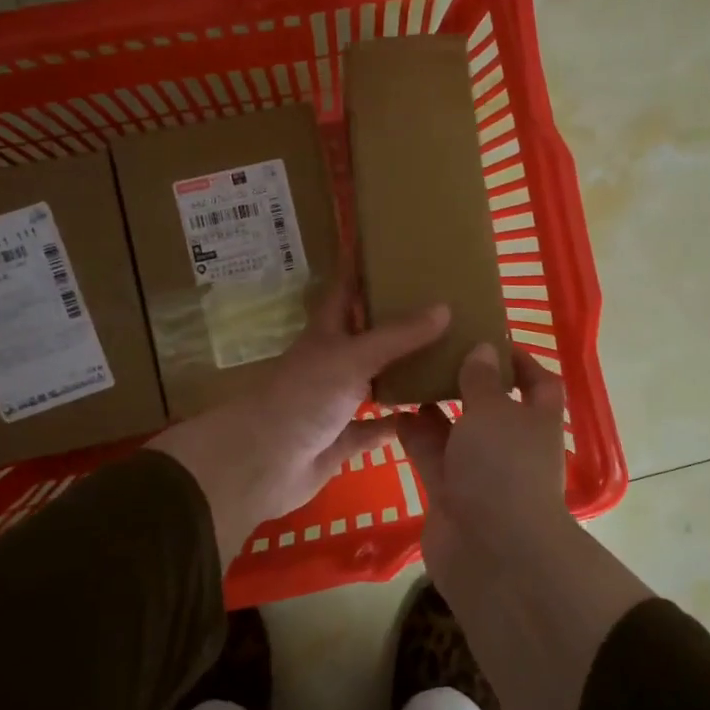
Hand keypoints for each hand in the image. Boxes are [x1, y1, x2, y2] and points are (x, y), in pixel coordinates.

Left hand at [149, 283, 449, 560]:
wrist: (262, 464)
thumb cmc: (302, 397)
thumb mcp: (352, 357)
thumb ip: (398, 336)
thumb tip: (445, 306)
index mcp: (326, 333)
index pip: (345, 289)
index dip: (361, 267)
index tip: (388, 245)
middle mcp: (331, 362)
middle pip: (366, 334)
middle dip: (396, 320)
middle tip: (441, 302)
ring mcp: (335, 402)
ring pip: (375, 380)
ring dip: (403, 371)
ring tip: (447, 354)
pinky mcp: (341, 440)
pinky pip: (376, 428)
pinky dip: (398, 422)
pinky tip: (429, 415)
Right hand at [397, 342, 571, 580]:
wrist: (491, 552)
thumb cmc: (503, 467)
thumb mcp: (493, 411)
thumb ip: (482, 379)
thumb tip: (484, 350)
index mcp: (536, 421)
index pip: (539, 384)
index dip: (521, 361)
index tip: (489, 339)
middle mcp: (510, 444)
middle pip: (490, 405)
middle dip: (466, 381)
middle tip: (434, 350)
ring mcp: (478, 471)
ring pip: (456, 430)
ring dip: (435, 406)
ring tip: (407, 373)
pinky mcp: (448, 493)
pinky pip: (431, 455)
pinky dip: (414, 434)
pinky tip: (392, 409)